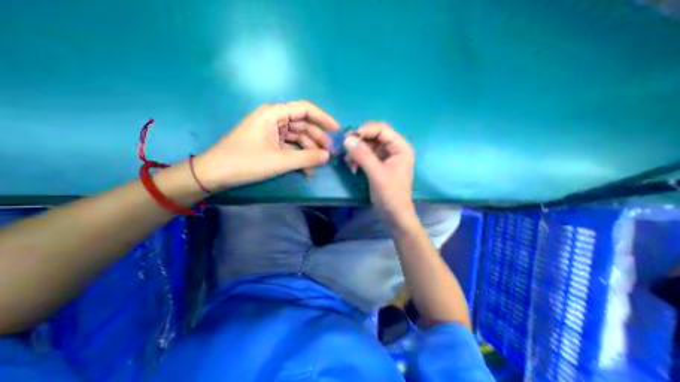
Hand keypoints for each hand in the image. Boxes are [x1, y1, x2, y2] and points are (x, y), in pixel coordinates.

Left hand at [192, 101, 338, 190]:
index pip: (304, 109)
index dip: (323, 118)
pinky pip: (290, 148)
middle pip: (303, 125)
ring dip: (309, 151)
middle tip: (330, 154)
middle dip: (317, 139)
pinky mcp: (270, 144)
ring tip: (319, 165)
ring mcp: (272, 133)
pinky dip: (299, 157)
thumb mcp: (279, 161)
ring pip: (298, 138)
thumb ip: (306, 158)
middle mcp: (274, 120)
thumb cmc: (245, 162)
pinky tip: (307, 170)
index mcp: (273, 114)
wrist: (215, 174)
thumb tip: (327, 156)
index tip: (336, 130)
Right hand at [343, 123, 416, 226]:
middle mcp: (394, 149)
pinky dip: (358, 159)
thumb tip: (347, 139)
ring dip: (357, 151)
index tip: (349, 137)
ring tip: (348, 162)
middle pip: (374, 136)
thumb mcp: (376, 173)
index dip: (365, 130)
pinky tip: (353, 167)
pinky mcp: (379, 165)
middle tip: (345, 148)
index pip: (382, 129)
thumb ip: (362, 155)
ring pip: (369, 146)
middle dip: (359, 142)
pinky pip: (367, 155)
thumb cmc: (390, 194)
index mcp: (400, 147)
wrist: (393, 214)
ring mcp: (387, 157)